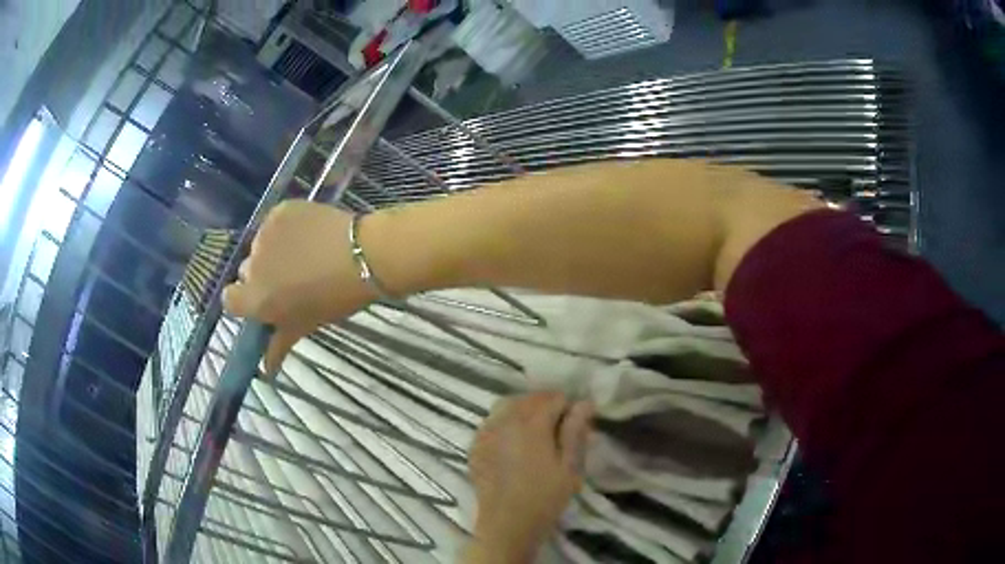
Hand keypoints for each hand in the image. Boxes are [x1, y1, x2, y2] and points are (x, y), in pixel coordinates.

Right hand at [223, 201, 375, 374]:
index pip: (230, 299)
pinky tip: (308, 233)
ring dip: (274, 250)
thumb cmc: (335, 299)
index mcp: (255, 299)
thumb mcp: (305, 325)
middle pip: (247, 271)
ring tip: (304, 253)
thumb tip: (265, 370)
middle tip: (290, 278)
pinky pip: (274, 222)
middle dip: (263, 275)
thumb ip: (278, 345)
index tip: (265, 299)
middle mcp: (252, 266)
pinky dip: (286, 227)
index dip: (245, 300)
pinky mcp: (279, 211)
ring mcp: (264, 234)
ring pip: (261, 245)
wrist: (363, 256)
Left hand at [467, 392, 593, 562]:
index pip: (553, 397)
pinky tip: (513, 442)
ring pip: (507, 406)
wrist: (507, 524)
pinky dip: (505, 422)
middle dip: (546, 405)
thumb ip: (575, 431)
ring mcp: (486, 432)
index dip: (569, 407)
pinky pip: (492, 421)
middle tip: (559, 429)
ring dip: (524, 410)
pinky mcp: (476, 445)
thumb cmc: (545, 497)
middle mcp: (505, 420)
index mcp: (531, 423)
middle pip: (528, 398)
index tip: (575, 425)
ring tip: (536, 432)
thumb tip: (585, 402)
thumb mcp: (570, 466)